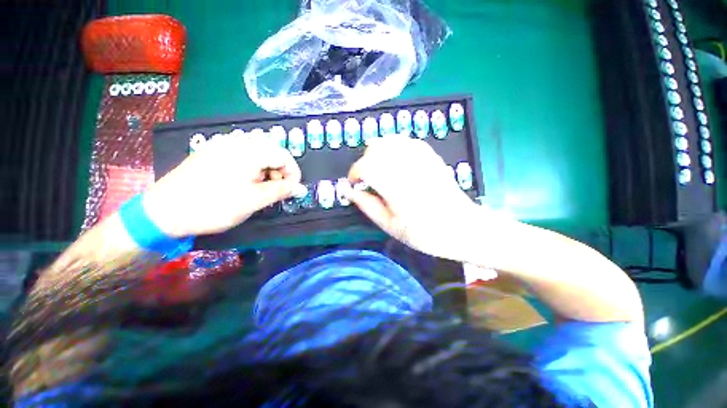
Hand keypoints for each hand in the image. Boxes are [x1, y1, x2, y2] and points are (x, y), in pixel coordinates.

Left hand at [143, 135, 302, 236]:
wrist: (164, 211)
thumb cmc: (214, 206)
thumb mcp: (254, 201)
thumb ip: (281, 191)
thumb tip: (300, 188)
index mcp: (248, 152)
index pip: (283, 154)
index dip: (293, 172)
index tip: (293, 189)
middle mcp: (236, 142)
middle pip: (271, 150)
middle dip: (280, 170)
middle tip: (277, 189)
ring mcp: (221, 145)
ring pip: (257, 151)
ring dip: (267, 168)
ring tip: (261, 186)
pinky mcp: (212, 152)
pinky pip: (241, 153)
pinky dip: (252, 166)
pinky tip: (245, 181)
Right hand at [347, 136, 479, 260]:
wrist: (461, 227)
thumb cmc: (424, 233)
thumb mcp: (389, 225)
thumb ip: (366, 205)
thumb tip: (346, 190)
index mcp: (396, 186)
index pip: (365, 166)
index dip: (354, 173)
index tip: (354, 185)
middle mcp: (407, 165)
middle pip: (375, 148)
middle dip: (364, 163)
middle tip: (368, 181)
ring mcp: (421, 157)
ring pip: (388, 140)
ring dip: (377, 154)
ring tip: (380, 171)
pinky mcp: (430, 154)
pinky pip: (404, 141)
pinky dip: (393, 148)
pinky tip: (395, 163)